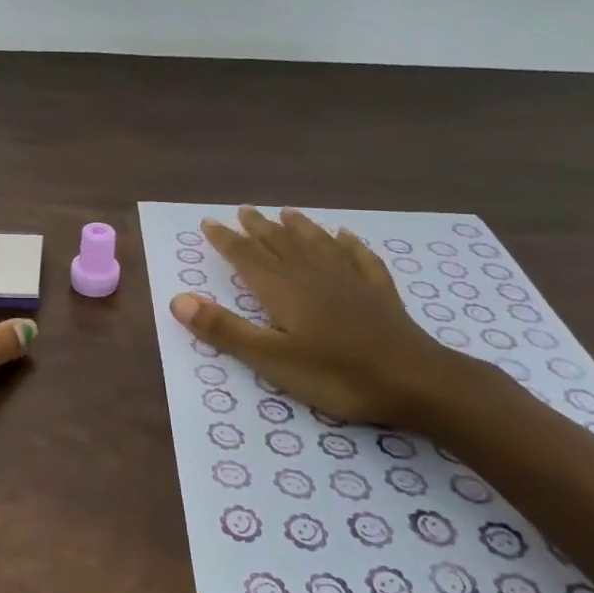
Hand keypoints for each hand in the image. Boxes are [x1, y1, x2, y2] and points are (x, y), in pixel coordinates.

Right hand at [169, 207, 461, 427]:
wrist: (416, 381)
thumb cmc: (336, 375)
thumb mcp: (271, 359)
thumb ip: (225, 329)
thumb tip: (177, 300)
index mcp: (283, 291)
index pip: (246, 258)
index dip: (226, 240)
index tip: (208, 222)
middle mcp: (313, 276)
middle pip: (280, 245)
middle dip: (258, 228)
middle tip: (243, 210)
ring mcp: (350, 281)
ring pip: (318, 245)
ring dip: (299, 228)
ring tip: (286, 212)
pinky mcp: (379, 294)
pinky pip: (360, 259)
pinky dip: (349, 244)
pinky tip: (346, 236)